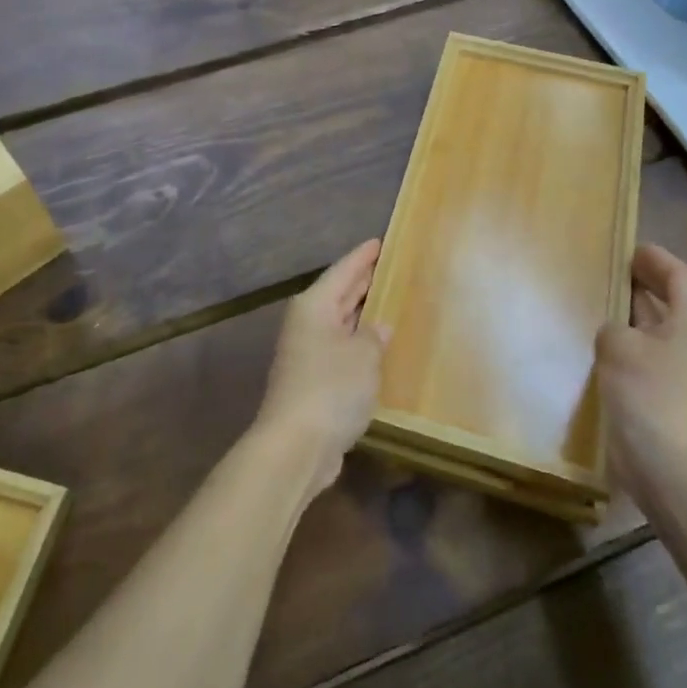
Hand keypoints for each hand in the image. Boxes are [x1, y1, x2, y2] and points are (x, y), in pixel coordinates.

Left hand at [254, 239, 385, 500]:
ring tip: (389, 302)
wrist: (295, 446)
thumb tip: (377, 328)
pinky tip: (377, 348)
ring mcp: (307, 354)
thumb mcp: (363, 356)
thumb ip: (373, 336)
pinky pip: (340, 350)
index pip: (343, 271)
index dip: (363, 256)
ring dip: (361, 315)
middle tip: (390, 268)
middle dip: (362, 282)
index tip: (380, 241)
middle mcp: (307, 324)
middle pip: (339, 294)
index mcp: (315, 306)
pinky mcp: (312, 382)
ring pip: (339, 323)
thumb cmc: (331, 389)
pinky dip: (357, 345)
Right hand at [596, 244, 686, 495]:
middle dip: (644, 284)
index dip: (654, 258)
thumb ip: (613, 326)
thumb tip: (616, 333)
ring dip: (635, 316)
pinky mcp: (676, 398)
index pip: (679, 274)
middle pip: (674, 300)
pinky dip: (632, 345)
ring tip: (601, 304)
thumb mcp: (618, 345)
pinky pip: (653, 357)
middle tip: (609, 271)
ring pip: (661, 330)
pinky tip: (604, 348)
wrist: (673, 470)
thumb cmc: (650, 394)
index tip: (628, 248)